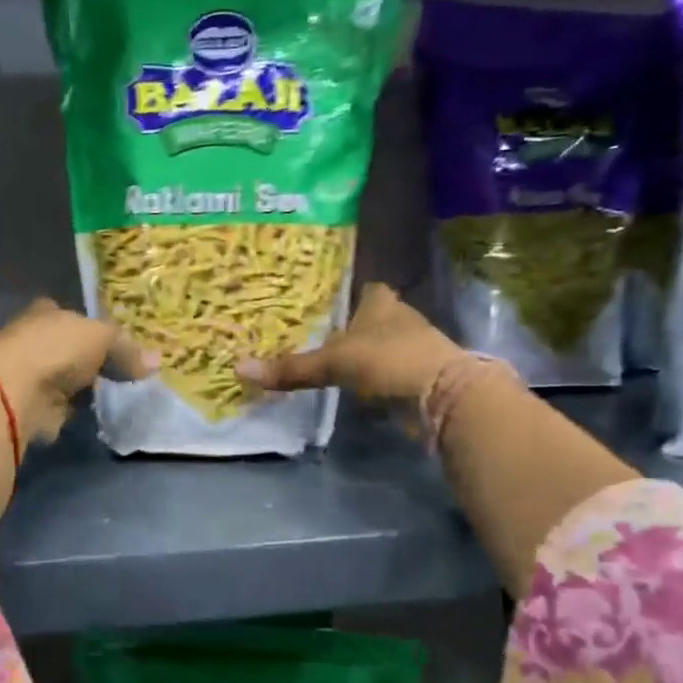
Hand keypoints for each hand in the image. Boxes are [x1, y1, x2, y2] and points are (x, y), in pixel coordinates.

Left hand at [0, 300, 155, 443]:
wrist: (17, 391)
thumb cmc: (57, 349)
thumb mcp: (101, 337)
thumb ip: (126, 349)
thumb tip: (156, 361)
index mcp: (45, 313)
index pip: (68, 314)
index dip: (89, 326)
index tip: (112, 341)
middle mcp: (33, 339)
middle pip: (67, 348)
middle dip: (89, 360)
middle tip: (123, 371)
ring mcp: (30, 375)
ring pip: (65, 379)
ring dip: (83, 388)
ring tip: (117, 394)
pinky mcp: (31, 407)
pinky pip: (62, 407)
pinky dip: (75, 411)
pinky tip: (96, 414)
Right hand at [236, 284, 463, 406]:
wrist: (443, 395)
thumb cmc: (388, 361)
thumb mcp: (333, 364)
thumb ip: (291, 369)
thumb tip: (239, 369)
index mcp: (380, 301)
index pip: (363, 286)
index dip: (345, 292)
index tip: (323, 301)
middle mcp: (400, 316)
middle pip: (371, 316)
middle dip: (351, 325)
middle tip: (317, 332)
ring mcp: (415, 345)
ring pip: (381, 343)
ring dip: (364, 352)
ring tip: (330, 360)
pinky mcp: (421, 374)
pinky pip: (390, 370)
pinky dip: (375, 376)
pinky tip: (356, 385)